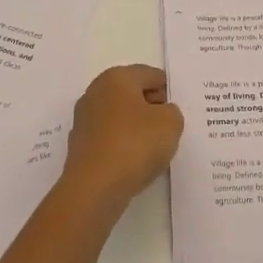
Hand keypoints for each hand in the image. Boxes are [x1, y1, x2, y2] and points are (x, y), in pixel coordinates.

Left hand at [61, 65, 184, 211]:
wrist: (94, 187)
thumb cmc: (134, 144)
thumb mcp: (171, 123)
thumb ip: (173, 112)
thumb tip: (160, 114)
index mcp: (117, 78)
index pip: (151, 75)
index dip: (169, 91)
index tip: (181, 112)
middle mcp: (96, 92)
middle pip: (133, 94)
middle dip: (153, 109)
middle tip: (171, 130)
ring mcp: (84, 119)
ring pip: (121, 118)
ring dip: (138, 129)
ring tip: (156, 150)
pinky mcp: (81, 145)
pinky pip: (111, 138)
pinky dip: (124, 146)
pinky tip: (135, 163)